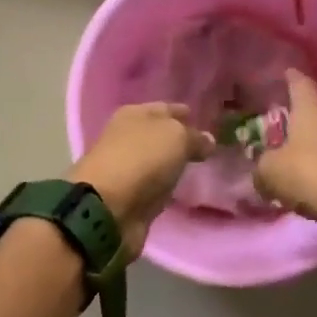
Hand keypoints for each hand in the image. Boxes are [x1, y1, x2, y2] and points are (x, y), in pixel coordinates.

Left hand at [71, 102, 214, 259]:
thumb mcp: (176, 137)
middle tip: (208, 145)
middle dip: (180, 139)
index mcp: (134, 114)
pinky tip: (182, 187)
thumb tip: (208, 140)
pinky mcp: (130, 197)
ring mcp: (127, 168)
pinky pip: (155, 186)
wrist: (108, 208)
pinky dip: (166, 186)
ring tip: (199, 166)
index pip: (165, 108)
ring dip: (173, 164)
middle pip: (159, 135)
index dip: (183, 112)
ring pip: (157, 161)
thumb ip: (195, 137)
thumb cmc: (142, 159)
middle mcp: (127, 138)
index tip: (204, 118)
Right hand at [254, 70, 316, 222]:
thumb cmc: (310, 174)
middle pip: (312, 115)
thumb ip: (261, 167)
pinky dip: (316, 173)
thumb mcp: (270, 171)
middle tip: (274, 127)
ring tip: (284, 162)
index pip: (301, 84)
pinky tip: (301, 187)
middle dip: (295, 120)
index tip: (285, 72)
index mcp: (311, 111)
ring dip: (306, 150)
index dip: (291, 77)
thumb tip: (262, 171)